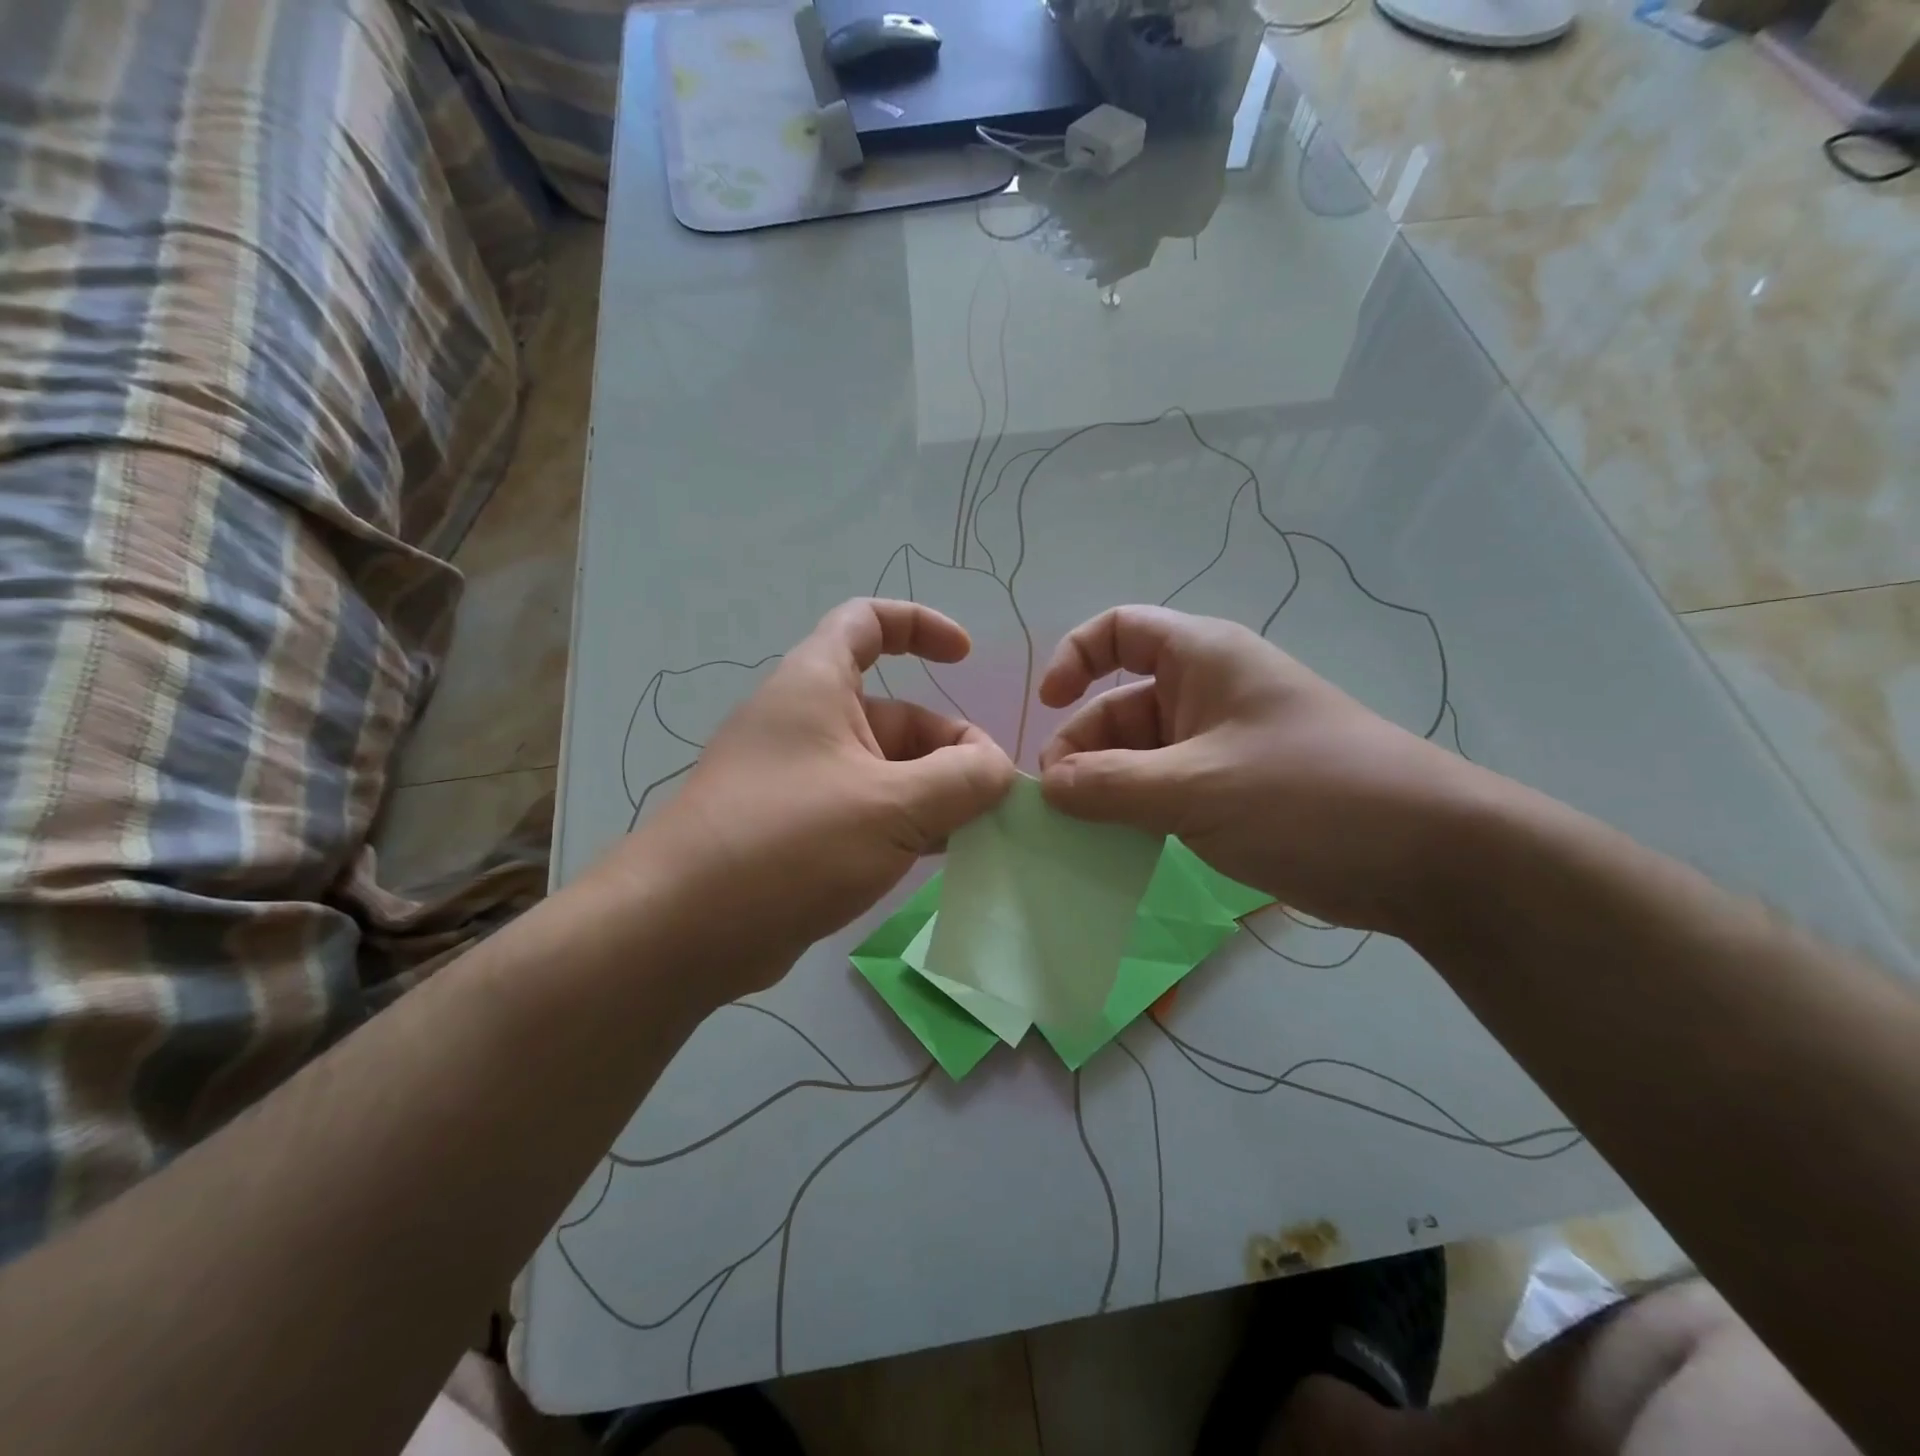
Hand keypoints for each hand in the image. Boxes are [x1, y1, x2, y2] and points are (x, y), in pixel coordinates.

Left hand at [617, 599, 1015, 999]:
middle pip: (895, 714)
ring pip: (883, 770)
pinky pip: (863, 811)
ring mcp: (798, 780)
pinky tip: (935, 858)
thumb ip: (961, 780)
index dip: (921, 626)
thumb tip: (998, 770)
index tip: (965, 659)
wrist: (682, 930)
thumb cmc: (789, 842)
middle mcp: (805, 723)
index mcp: (816, 685)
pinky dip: (902, 825)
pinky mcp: (795, 831)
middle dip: (948, 748)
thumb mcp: (892, 806)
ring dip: (931, 794)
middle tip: (989, 800)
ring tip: (973, 834)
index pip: (869, 622)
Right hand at [1035, 606, 1487, 935]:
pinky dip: (1135, 813)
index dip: (1074, 658)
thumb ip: (1111, 786)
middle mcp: (1206, 693)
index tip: (1047, 706)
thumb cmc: (1308, 795)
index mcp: (1202, 658)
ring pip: (1138, 756)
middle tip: (1059, 806)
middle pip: (1119, 705)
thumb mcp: (1197, 787)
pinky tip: (1117, 850)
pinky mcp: (1232, 792)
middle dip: (1083, 748)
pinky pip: (1164, 791)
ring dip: (1105, 790)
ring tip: (1082, 835)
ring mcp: (1219, 746)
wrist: (1427, 857)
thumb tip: (1047, 787)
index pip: (1119, 631)